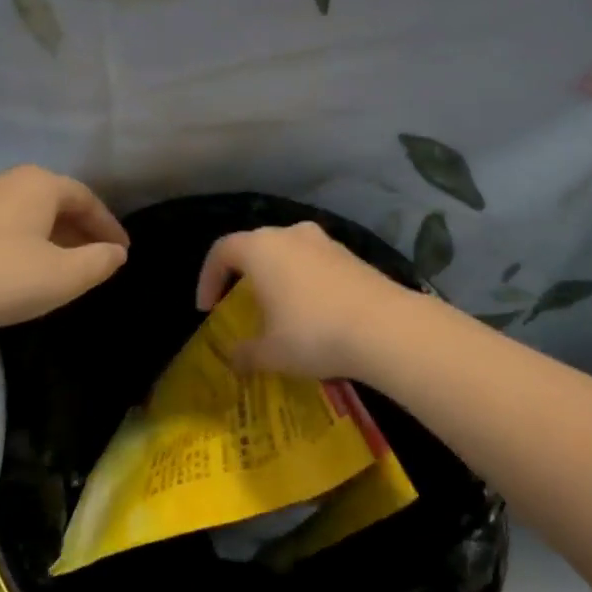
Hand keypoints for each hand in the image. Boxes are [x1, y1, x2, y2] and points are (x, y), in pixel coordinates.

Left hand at [0, 167, 128, 338]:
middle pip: (57, 201)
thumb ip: (97, 262)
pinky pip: (4, 221)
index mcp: (40, 183)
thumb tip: (116, 252)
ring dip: (52, 234)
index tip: (122, 252)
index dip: (108, 226)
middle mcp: (10, 178)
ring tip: (62, 264)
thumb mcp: (61, 277)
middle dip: (80, 229)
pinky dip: (24, 238)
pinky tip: (21, 264)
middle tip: (96, 257)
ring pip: (29, 211)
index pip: (87, 199)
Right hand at [194, 221, 428, 380]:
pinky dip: (304, 280)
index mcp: (261, 248)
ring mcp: (323, 241)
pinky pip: (314, 262)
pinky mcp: (350, 254)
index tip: (208, 309)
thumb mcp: (271, 352)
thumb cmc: (313, 333)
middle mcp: (290, 234)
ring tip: (278, 309)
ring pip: (288, 252)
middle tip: (239, 305)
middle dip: (242, 275)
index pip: (221, 250)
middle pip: (255, 246)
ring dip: (276, 276)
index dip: (208, 278)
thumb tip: (233, 358)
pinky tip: (313, 311)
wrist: (384, 327)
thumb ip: (245, 353)